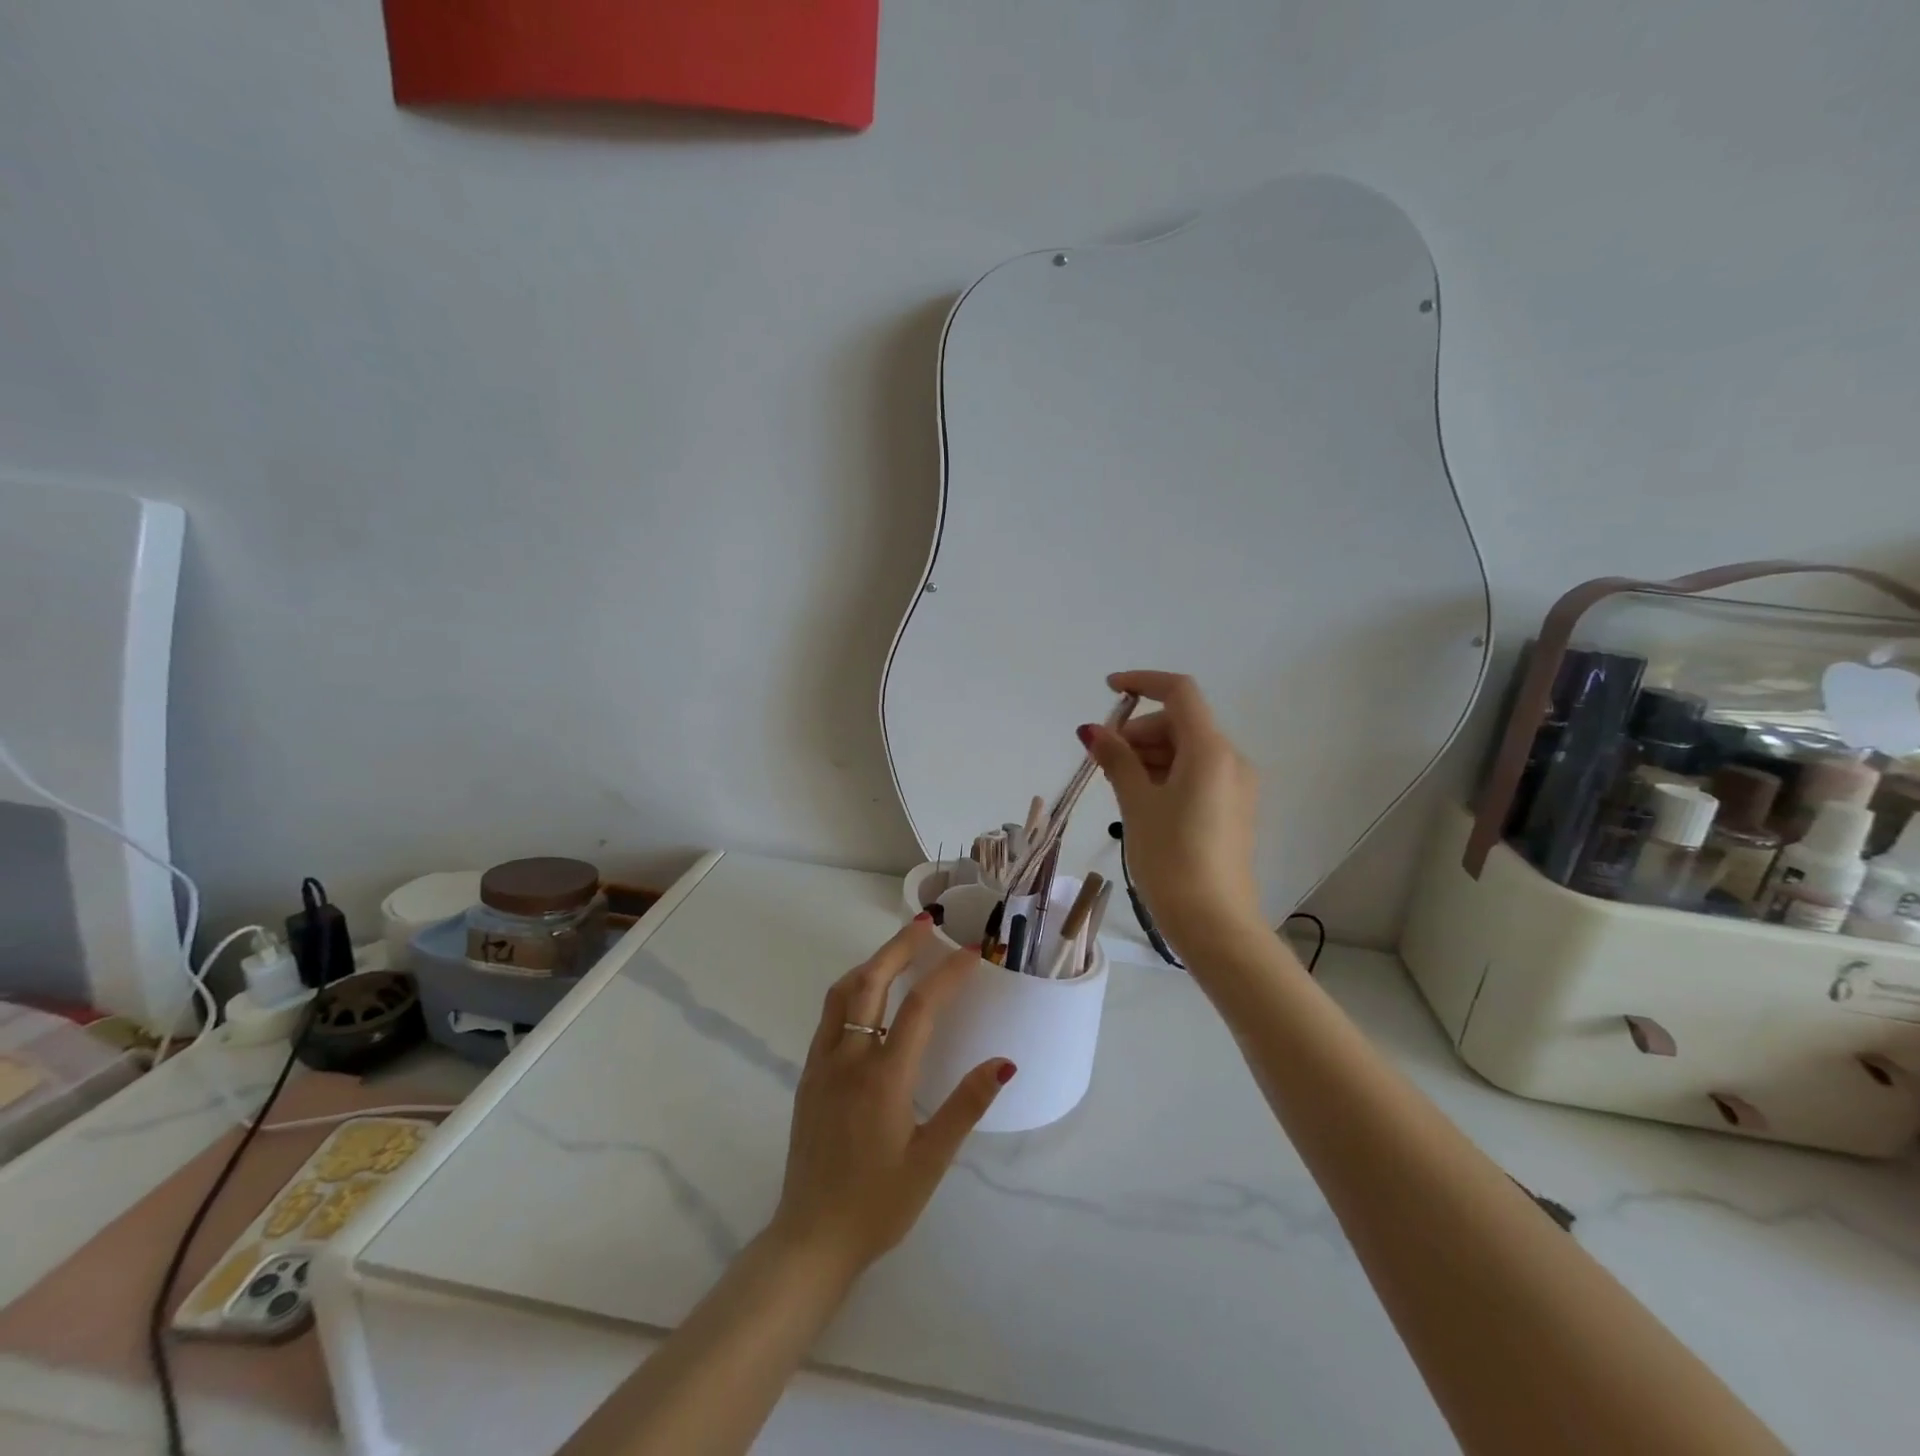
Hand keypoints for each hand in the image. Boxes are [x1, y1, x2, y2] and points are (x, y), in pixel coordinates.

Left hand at [769, 918, 1014, 1278]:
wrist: (811, 1239)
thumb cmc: (878, 1205)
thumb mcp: (931, 1161)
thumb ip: (966, 1106)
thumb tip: (1003, 1062)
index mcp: (883, 1078)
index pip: (919, 1007)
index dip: (947, 974)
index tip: (970, 952)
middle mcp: (849, 1059)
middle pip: (871, 982)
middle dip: (899, 947)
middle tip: (926, 925)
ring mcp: (822, 1064)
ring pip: (842, 993)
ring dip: (871, 963)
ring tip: (898, 951)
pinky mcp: (809, 1076)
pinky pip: (830, 1016)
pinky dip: (852, 989)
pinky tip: (869, 998)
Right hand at [1081, 670, 1264, 957]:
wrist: (1214, 923)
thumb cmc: (1171, 858)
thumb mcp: (1137, 804)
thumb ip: (1117, 760)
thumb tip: (1093, 731)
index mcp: (1211, 751)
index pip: (1179, 693)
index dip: (1143, 683)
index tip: (1108, 690)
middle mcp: (1231, 760)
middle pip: (1181, 723)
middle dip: (1140, 731)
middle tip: (1104, 761)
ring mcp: (1236, 786)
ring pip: (1187, 750)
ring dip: (1150, 754)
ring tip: (1117, 786)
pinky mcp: (1233, 809)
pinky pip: (1196, 774)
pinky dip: (1166, 774)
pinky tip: (1141, 800)